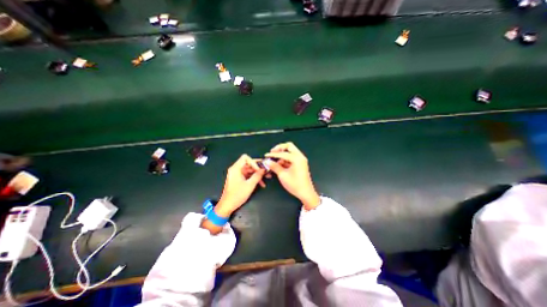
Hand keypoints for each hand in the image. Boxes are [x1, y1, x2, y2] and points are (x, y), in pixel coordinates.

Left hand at [215, 155, 265, 216]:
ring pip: (250, 170)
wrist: (228, 206)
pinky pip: (248, 175)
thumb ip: (257, 176)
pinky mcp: (239, 179)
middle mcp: (236, 169)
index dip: (254, 162)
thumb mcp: (250, 185)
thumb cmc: (237, 195)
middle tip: (267, 171)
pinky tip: (262, 183)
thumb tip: (264, 169)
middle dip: (259, 168)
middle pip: (249, 164)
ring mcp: (237, 174)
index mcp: (236, 168)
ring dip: (258, 174)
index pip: (245, 158)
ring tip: (267, 177)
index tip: (260, 169)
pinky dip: (254, 178)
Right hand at [265, 141, 321, 208]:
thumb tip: (267, 161)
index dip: (273, 154)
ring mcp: (301, 160)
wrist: (306, 193)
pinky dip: (285, 159)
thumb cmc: (295, 185)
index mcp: (297, 158)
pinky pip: (292, 157)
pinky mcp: (300, 163)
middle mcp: (300, 157)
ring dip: (282, 155)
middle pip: (289, 146)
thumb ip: (275, 166)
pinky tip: (279, 165)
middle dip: (280, 148)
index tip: (266, 155)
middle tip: (272, 152)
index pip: (283, 153)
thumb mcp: (283, 175)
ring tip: (274, 162)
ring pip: (290, 152)